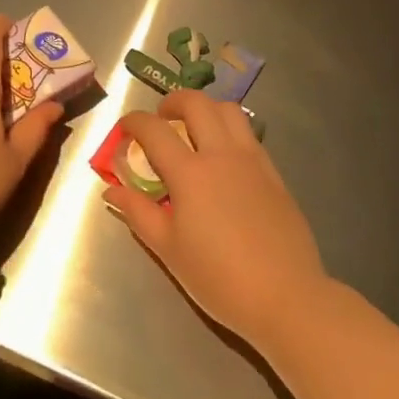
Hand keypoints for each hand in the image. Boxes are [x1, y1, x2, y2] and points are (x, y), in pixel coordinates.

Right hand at [104, 91, 328, 352]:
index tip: (124, 129)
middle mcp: (222, 155)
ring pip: (229, 110)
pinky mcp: (274, 173)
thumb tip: (112, 190)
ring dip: (206, 109)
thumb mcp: (168, 249)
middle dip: (172, 102)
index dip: (133, 122)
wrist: (285, 297)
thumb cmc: (219, 278)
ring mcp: (252, 160)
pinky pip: (248, 134)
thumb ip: (138, 212)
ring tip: (194, 130)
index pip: (154, 130)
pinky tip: (222, 159)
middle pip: (196, 104)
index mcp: (190, 173)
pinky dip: (229, 130)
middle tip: (161, 120)